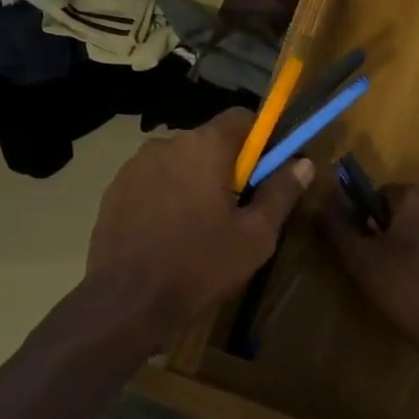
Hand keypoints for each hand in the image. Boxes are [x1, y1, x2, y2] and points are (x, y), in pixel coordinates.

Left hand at [86, 109, 313, 341]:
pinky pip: (152, 180)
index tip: (267, 171)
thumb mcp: (255, 236)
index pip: (241, 117)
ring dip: (194, 180)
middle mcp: (166, 143)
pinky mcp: (115, 188)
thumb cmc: (200, 265)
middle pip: (209, 141)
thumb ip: (281, 192)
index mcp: (204, 146)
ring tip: (199, 225)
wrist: (127, 301)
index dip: (261, 139)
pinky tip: (168, 232)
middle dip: (227, 165)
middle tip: (237, 208)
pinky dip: (166, 195)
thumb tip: (303, 163)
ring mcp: (135, 165)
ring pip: (179, 161)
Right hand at [318, 185, 418, 356]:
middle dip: (386, 232)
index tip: (361, 248)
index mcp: (416, 195)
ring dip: (407, 245)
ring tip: (398, 279)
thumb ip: (336, 226)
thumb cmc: (403, 285)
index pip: (378, 194)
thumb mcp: (359, 257)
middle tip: (376, 265)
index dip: (364, 220)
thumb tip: (321, 204)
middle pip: (402, 210)